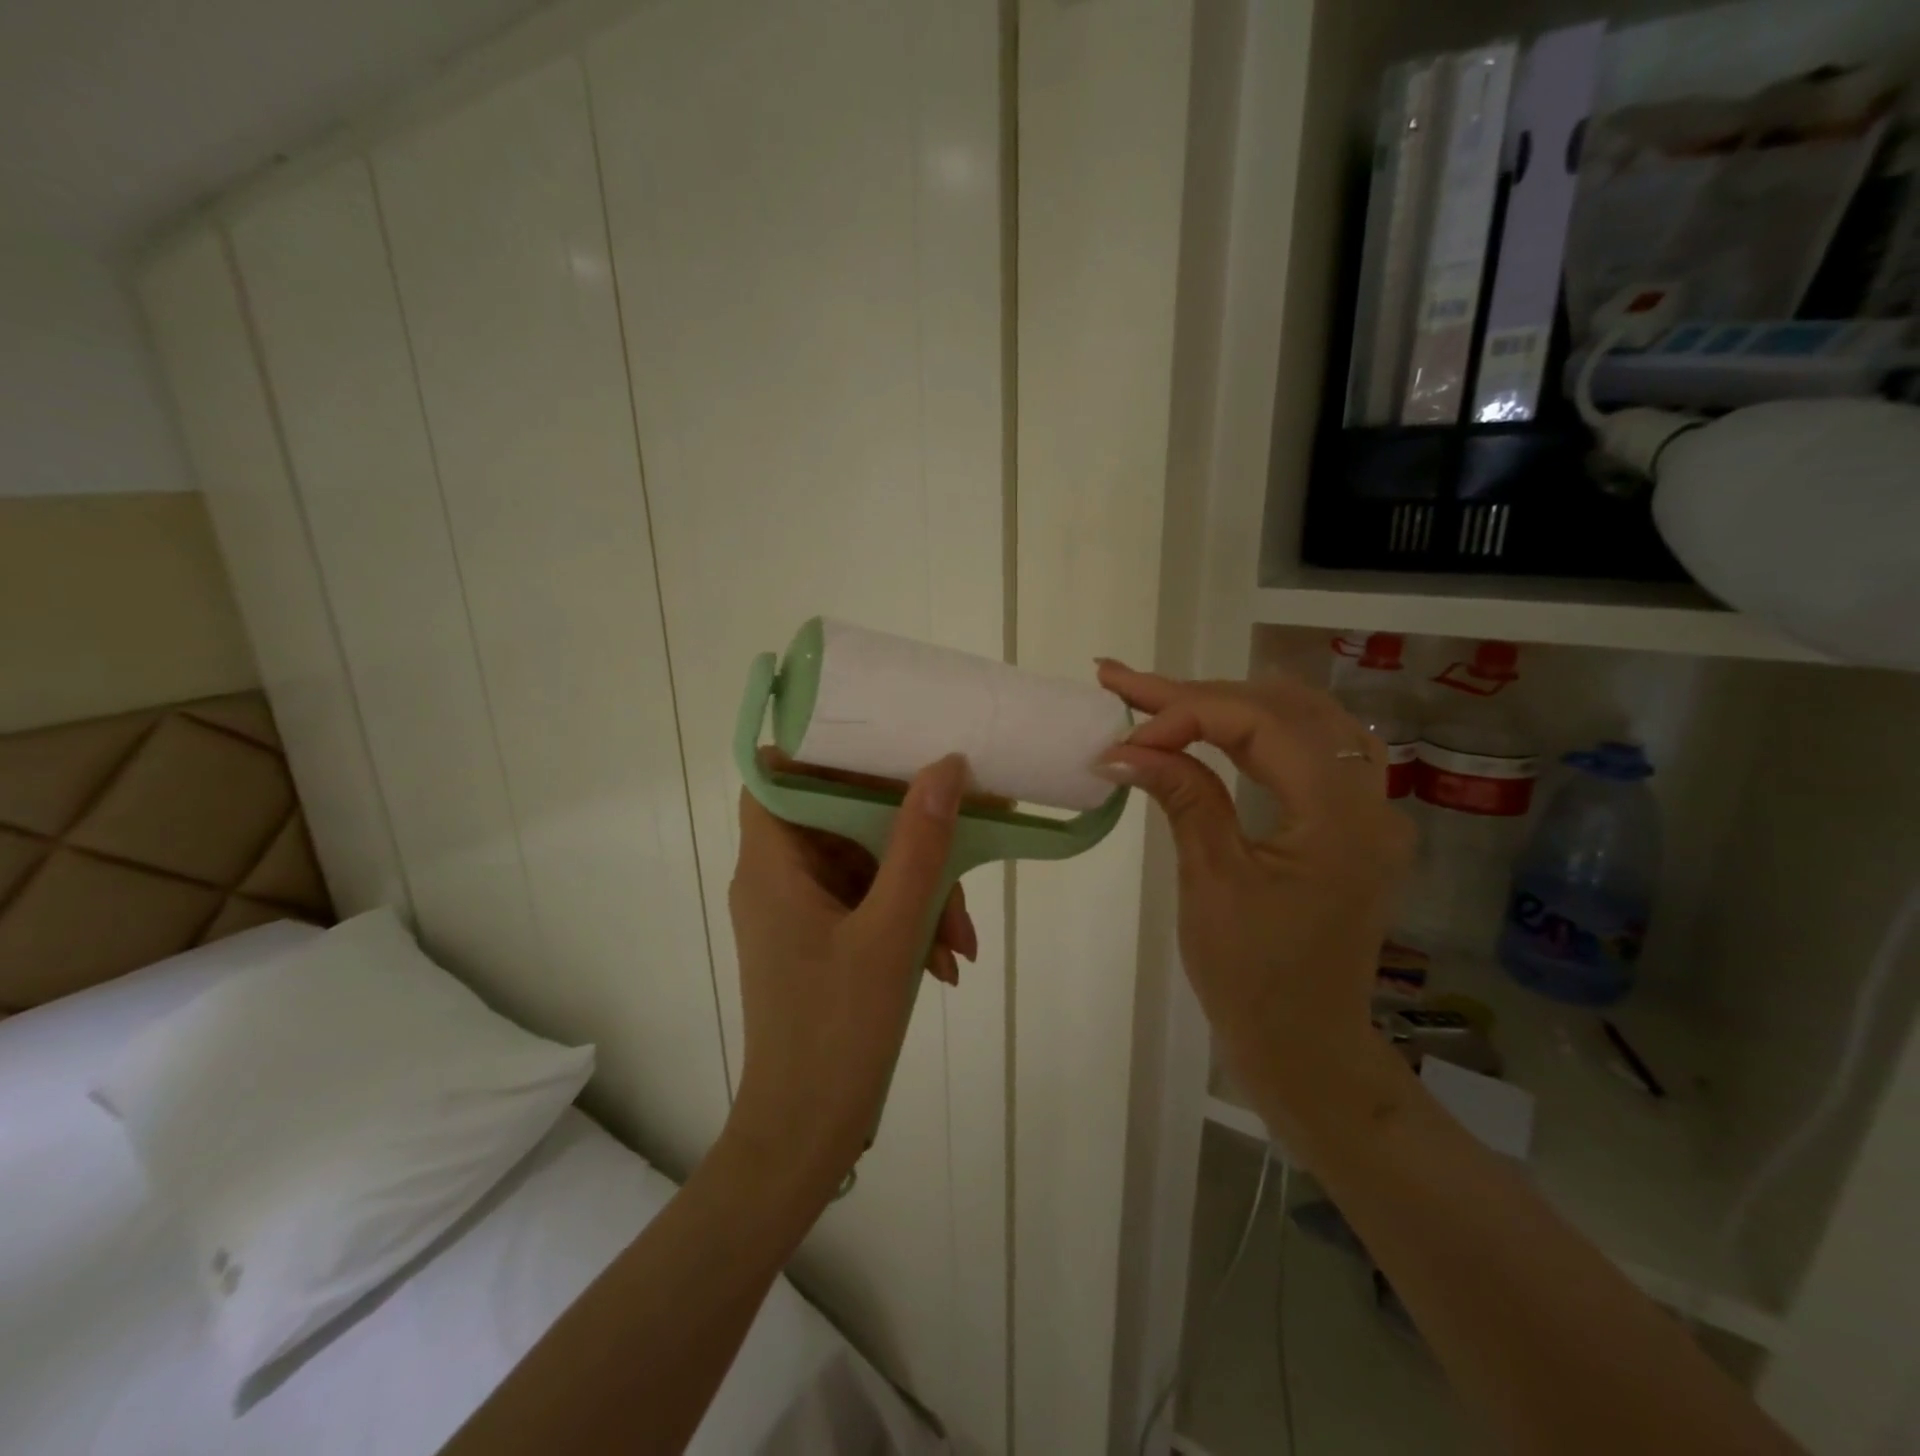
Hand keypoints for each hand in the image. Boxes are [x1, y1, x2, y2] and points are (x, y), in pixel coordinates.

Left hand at [724, 753, 976, 1198]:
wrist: (805, 1135)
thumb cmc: (837, 1033)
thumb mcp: (890, 934)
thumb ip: (920, 847)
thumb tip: (946, 766)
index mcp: (772, 862)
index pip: (779, 773)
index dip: (826, 751)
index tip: (889, 749)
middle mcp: (777, 875)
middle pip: (840, 818)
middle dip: (908, 840)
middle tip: (960, 868)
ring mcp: (798, 908)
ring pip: (864, 863)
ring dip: (918, 890)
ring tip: (960, 944)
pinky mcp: (820, 937)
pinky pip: (867, 901)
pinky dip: (906, 919)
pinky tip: (945, 962)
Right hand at [1094, 662, 1413, 1151]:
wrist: (1305, 1044)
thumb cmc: (1253, 978)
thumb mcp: (1211, 883)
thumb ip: (1181, 798)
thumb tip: (1124, 747)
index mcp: (1339, 818)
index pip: (1263, 724)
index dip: (1187, 713)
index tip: (1124, 732)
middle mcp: (1368, 800)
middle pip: (1283, 709)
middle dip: (1197, 694)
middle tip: (1124, 683)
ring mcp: (1366, 809)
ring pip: (1299, 720)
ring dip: (1227, 703)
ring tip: (1157, 696)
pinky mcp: (1348, 823)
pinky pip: (1307, 751)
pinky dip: (1254, 730)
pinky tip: (1213, 725)